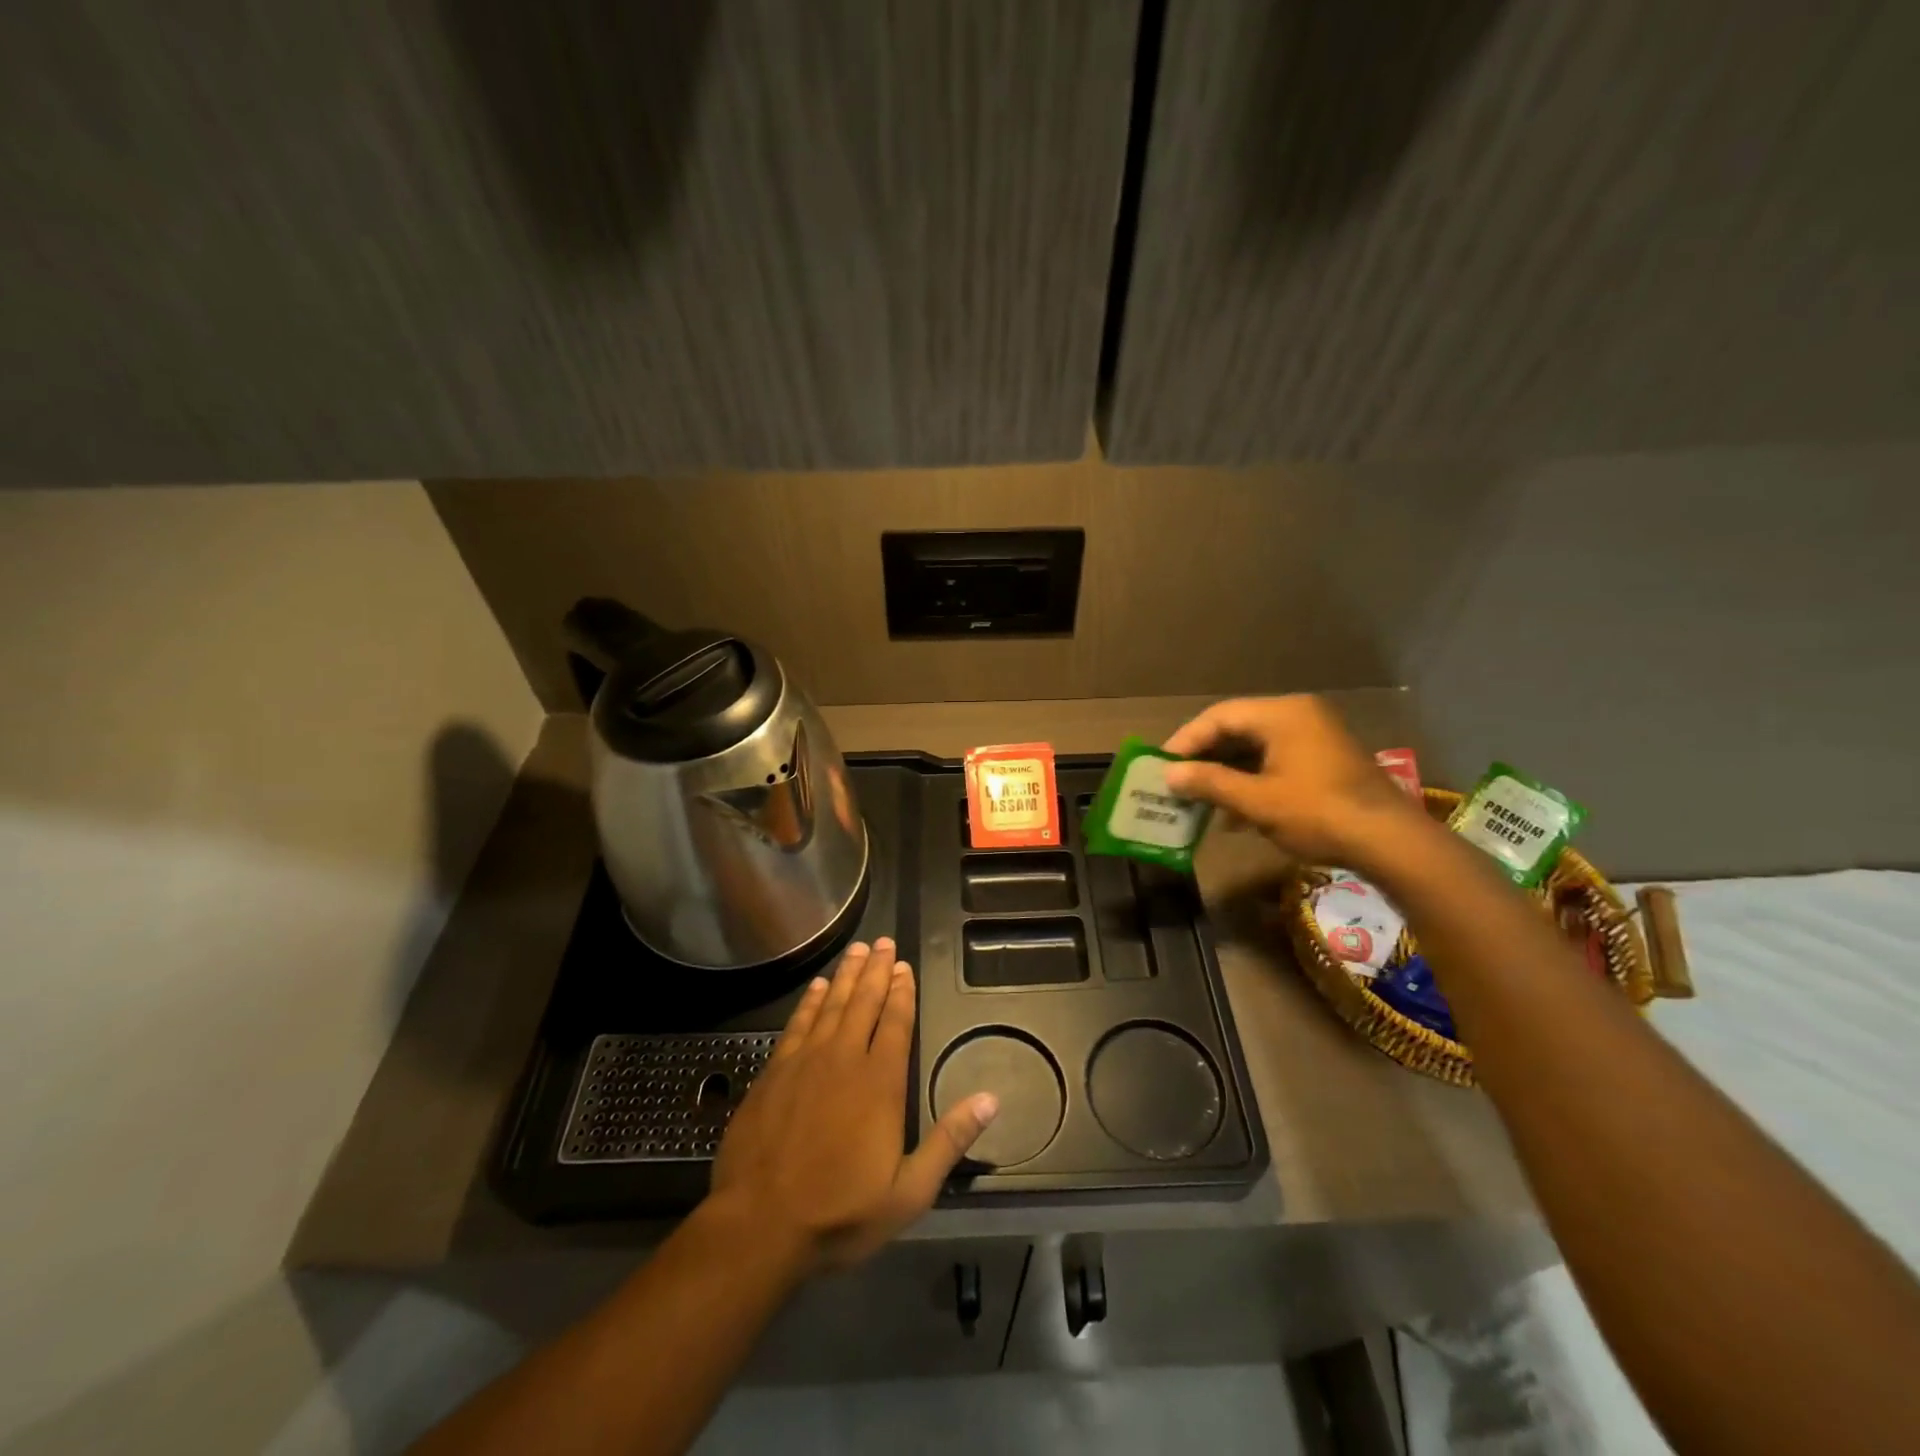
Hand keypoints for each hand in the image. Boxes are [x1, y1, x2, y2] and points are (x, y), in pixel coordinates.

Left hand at [709, 938, 997, 1269]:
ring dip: (845, 975)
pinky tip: (816, 987)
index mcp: (880, 1083)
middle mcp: (844, 1060)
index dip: (902, 992)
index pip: (895, 1023)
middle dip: (875, 970)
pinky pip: (797, 1023)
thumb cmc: (840, 1212)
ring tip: (856, 950)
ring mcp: (805, 1062)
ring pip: (831, 1005)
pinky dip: (809, 1001)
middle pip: (863, 1002)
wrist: (759, 1225)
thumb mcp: (909, 1191)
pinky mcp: (774, 1072)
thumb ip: (949, 1141)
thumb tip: (991, 1099)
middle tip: (882, 942)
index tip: (904, 966)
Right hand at [1162, 695, 1427, 866]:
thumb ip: (1209, 782)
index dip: (1186, 741)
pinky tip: (1234, 814)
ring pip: (1255, 748)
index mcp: (1282, 714)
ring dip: (1226, 773)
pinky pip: (1275, 762)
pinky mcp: (1325, 761)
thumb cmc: (1317, 813)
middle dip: (1205, 758)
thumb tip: (1169, 775)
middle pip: (1237, 729)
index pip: (1219, 717)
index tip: (1161, 765)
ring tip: (1198, 800)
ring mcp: (1315, 737)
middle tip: (1176, 781)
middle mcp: (1299, 715)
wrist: (1391, 842)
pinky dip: (1251, 781)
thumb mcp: (1256, 800)